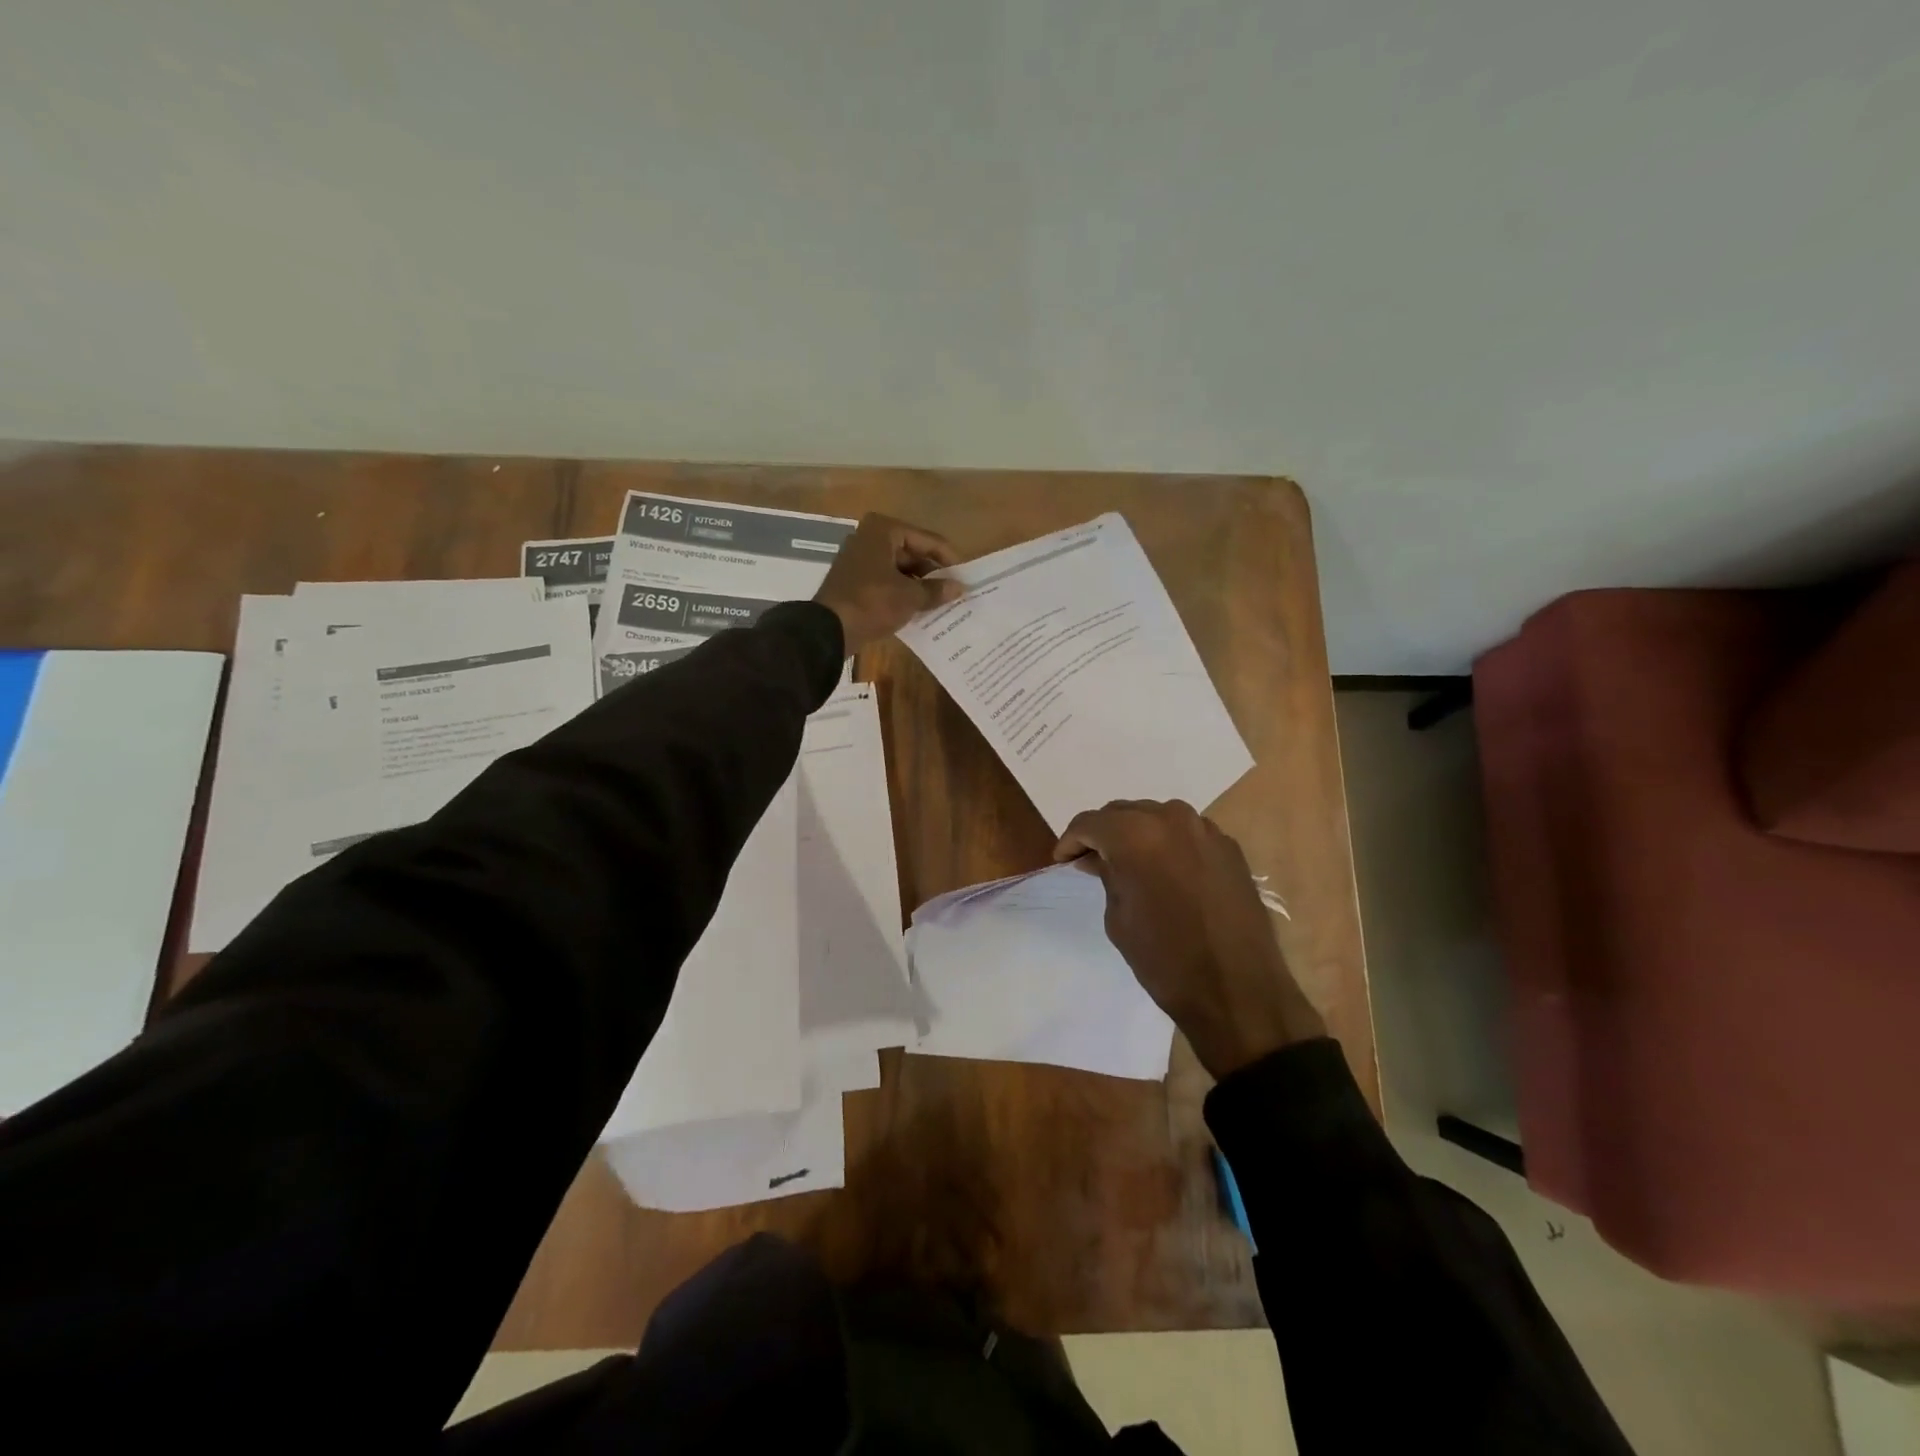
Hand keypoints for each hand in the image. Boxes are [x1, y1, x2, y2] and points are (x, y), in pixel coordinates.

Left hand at [813, 513, 962, 654]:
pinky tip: (919, 608)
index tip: (965, 576)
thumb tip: (959, 588)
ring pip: (899, 569)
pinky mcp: (854, 581)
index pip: (927, 540)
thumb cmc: (873, 602)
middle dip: (933, 573)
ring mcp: (859, 559)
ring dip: (919, 585)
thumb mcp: (910, 597)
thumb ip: (936, 590)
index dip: (948, 559)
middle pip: (912, 553)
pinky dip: (902, 592)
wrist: (829, 629)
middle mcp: (869, 538)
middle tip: (954, 591)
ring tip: (941, 602)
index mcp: (884, 530)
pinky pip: (886, 581)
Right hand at [1054, 800, 1323, 1079]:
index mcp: (1136, 835)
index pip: (1090, 823)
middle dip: (1103, 833)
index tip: (1063, 860)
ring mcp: (1206, 830)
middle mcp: (1172, 819)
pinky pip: (1186, 833)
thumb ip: (1107, 875)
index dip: (1070, 840)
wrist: (1238, 990)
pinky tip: (1164, 870)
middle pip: (1123, 812)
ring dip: (1136, 834)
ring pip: (1157, 817)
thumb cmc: (1165, 959)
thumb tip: (1100, 857)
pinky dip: (1168, 843)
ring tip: (1127, 863)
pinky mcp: (1230, 848)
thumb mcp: (1118, 918)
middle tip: (1090, 860)